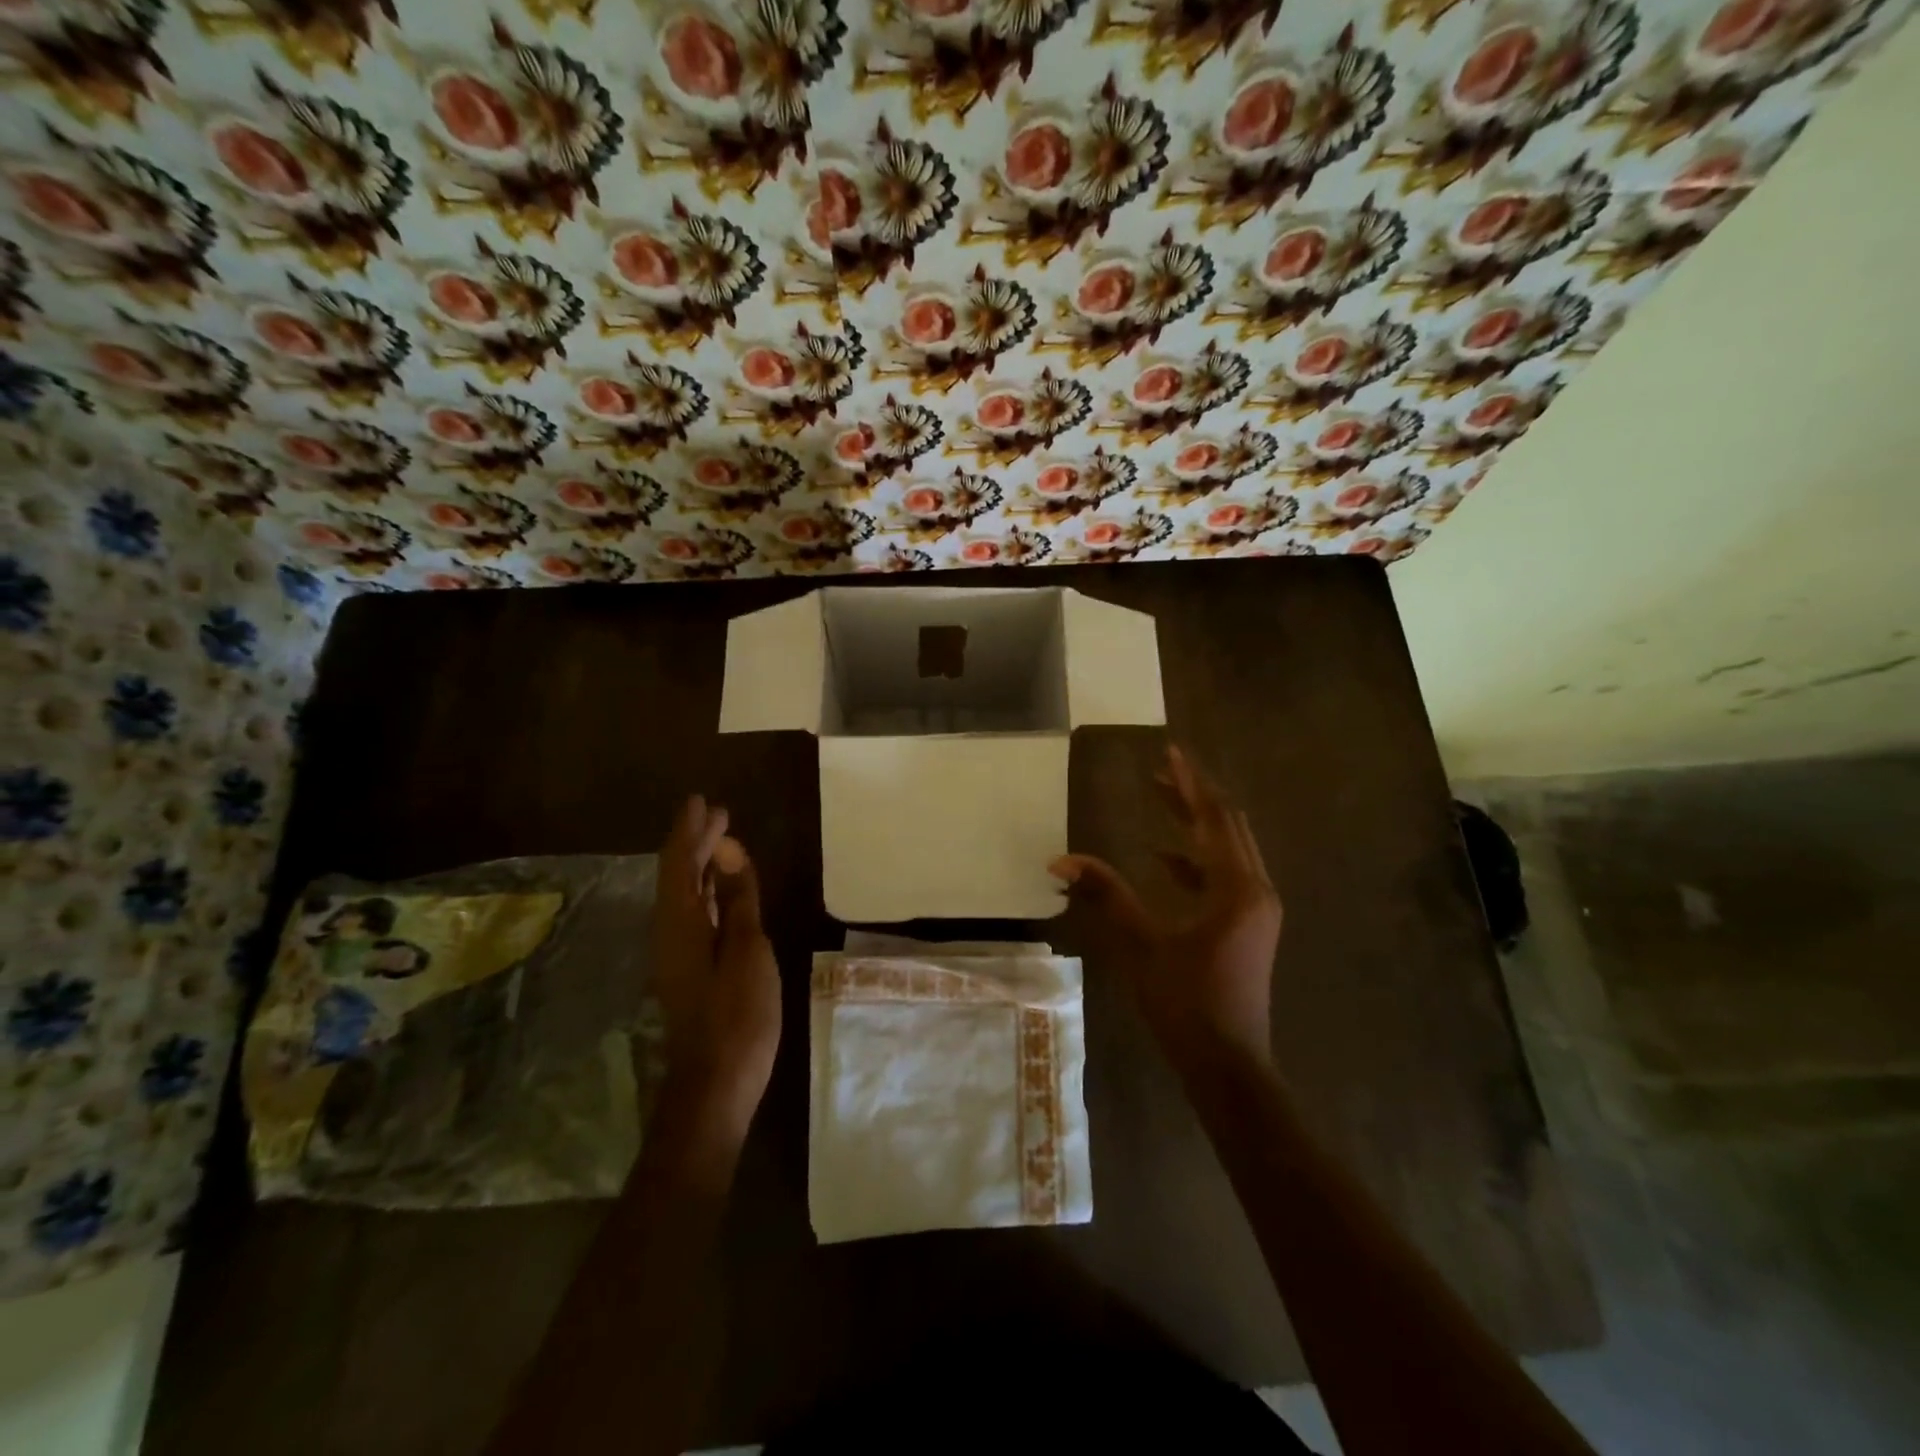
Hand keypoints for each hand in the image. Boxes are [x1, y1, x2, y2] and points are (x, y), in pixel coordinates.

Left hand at [652, 796, 780, 1126]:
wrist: (716, 1084)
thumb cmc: (737, 1014)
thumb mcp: (747, 950)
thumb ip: (738, 900)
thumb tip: (728, 853)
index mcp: (680, 923)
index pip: (678, 862)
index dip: (689, 830)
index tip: (701, 800)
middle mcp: (670, 932)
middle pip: (679, 875)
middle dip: (696, 842)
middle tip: (719, 813)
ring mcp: (677, 953)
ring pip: (685, 895)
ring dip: (701, 864)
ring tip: (723, 839)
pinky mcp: (689, 969)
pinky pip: (694, 913)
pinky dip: (708, 891)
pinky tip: (723, 889)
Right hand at [1050, 745, 1281, 1073]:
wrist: (1228, 1066)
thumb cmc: (1187, 1003)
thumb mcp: (1142, 944)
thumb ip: (1106, 894)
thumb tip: (1061, 860)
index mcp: (1237, 888)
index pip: (1214, 818)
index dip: (1190, 783)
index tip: (1169, 751)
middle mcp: (1256, 890)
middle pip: (1227, 826)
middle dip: (1194, 796)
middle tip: (1160, 770)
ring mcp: (1256, 910)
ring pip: (1228, 850)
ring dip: (1195, 825)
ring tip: (1160, 800)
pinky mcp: (1249, 927)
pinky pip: (1225, 876)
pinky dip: (1196, 860)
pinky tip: (1163, 858)